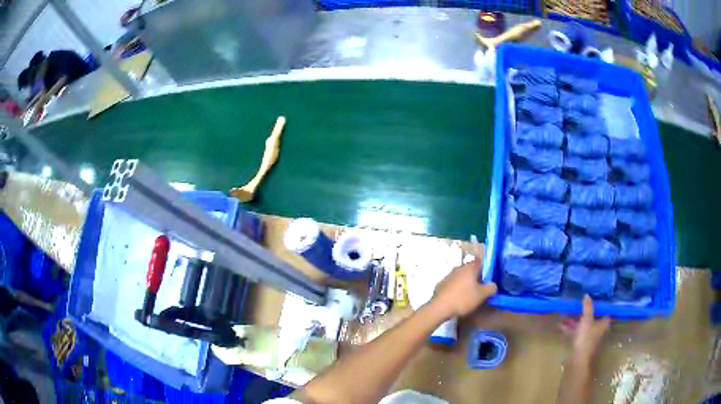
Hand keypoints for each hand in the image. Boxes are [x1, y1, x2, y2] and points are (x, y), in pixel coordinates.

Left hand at [431, 259, 497, 318]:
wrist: (440, 308)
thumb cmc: (463, 299)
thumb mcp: (482, 295)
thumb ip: (491, 288)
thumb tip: (493, 285)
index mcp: (469, 268)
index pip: (479, 261)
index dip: (484, 268)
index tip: (487, 277)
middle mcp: (458, 268)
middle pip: (470, 269)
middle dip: (475, 277)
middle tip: (480, 287)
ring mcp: (448, 276)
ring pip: (460, 276)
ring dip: (465, 283)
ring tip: (469, 294)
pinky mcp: (441, 284)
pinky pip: (452, 283)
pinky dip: (456, 288)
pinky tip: (457, 298)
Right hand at [560, 295, 610, 363]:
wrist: (578, 360)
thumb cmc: (586, 338)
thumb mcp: (586, 320)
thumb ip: (587, 307)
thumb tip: (587, 294)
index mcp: (604, 323)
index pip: (605, 310)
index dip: (600, 304)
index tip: (594, 297)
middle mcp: (599, 329)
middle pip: (593, 317)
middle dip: (584, 312)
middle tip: (577, 305)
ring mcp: (591, 336)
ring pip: (584, 325)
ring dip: (575, 320)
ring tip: (565, 316)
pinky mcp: (582, 343)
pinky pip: (578, 332)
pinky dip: (572, 328)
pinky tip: (562, 326)